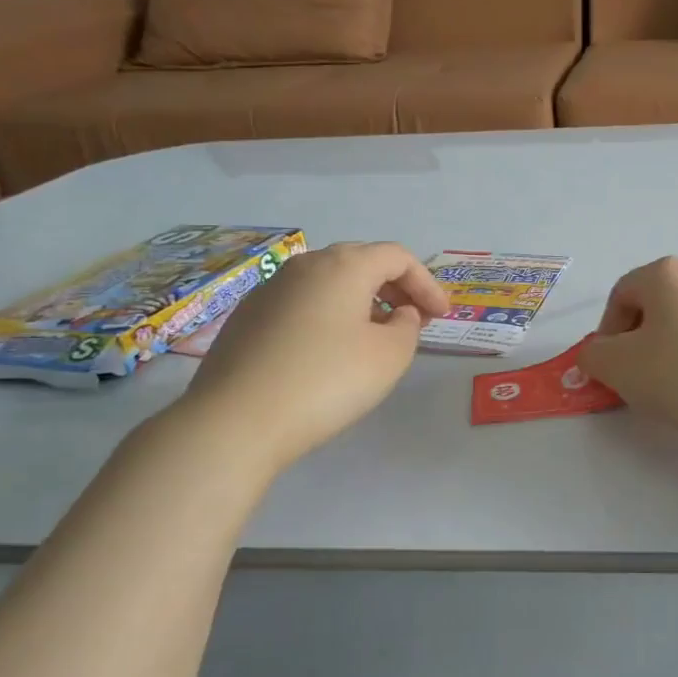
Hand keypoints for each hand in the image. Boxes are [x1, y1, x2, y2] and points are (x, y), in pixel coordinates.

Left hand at [178, 241, 449, 473]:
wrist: (236, 420)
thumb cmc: (326, 381)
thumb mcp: (389, 356)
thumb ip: (407, 327)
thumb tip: (397, 314)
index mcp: (344, 266)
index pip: (397, 257)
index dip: (426, 283)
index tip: (441, 316)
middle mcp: (305, 265)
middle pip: (361, 261)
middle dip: (394, 286)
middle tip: (414, 319)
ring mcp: (270, 289)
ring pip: (328, 281)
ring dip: (361, 300)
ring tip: (375, 335)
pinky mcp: (247, 317)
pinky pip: (302, 302)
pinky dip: (328, 314)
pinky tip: (329, 350)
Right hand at [581, 257, 677, 467]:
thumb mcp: (617, 367)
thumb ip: (593, 354)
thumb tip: (597, 353)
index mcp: (666, 273)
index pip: (621, 295)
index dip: (607, 332)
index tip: (610, 367)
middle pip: (656, 304)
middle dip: (640, 339)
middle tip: (637, 376)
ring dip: (672, 347)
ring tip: (673, 385)